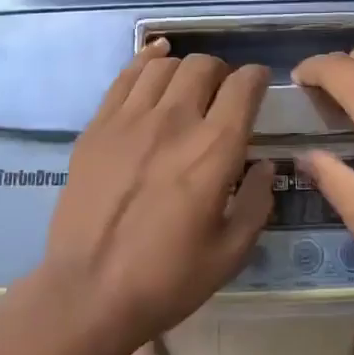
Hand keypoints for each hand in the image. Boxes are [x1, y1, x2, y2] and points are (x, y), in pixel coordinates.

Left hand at [42, 39, 273, 342]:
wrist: (88, 294)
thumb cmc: (167, 279)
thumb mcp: (231, 252)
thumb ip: (256, 201)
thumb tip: (265, 165)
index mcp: (215, 149)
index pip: (244, 85)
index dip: (257, 78)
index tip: (259, 86)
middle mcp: (175, 120)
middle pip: (204, 65)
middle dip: (221, 72)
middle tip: (221, 94)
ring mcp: (131, 119)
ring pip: (165, 65)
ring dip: (184, 70)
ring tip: (186, 88)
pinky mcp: (98, 126)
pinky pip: (126, 75)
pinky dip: (146, 60)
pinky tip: (155, 60)